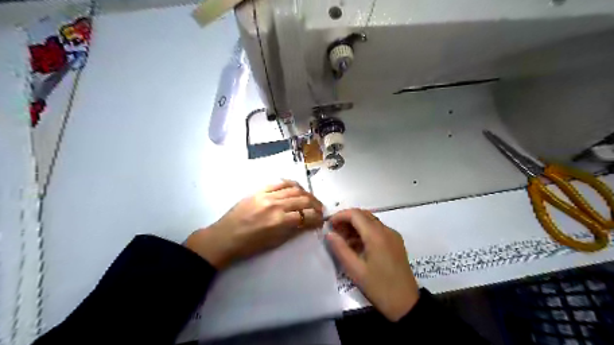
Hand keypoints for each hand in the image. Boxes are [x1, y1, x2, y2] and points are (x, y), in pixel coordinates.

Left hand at [185, 181, 323, 268]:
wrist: (225, 237)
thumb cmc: (250, 246)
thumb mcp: (275, 242)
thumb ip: (294, 230)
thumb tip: (309, 223)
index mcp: (280, 221)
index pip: (307, 216)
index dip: (317, 218)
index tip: (321, 220)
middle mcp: (276, 205)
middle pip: (304, 199)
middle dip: (316, 205)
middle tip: (320, 209)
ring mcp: (267, 195)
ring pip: (294, 189)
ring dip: (307, 194)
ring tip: (311, 199)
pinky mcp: (259, 189)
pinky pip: (280, 182)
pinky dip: (292, 184)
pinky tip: (297, 188)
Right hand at [325, 209, 422, 321]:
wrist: (406, 304)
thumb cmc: (379, 287)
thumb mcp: (355, 270)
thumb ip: (340, 249)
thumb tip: (329, 234)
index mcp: (376, 235)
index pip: (355, 214)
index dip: (340, 216)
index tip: (329, 225)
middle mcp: (386, 230)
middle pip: (363, 215)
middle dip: (347, 220)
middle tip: (334, 232)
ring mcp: (393, 235)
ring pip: (371, 221)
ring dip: (356, 225)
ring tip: (343, 240)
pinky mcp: (396, 242)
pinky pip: (378, 230)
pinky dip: (365, 232)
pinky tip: (357, 245)